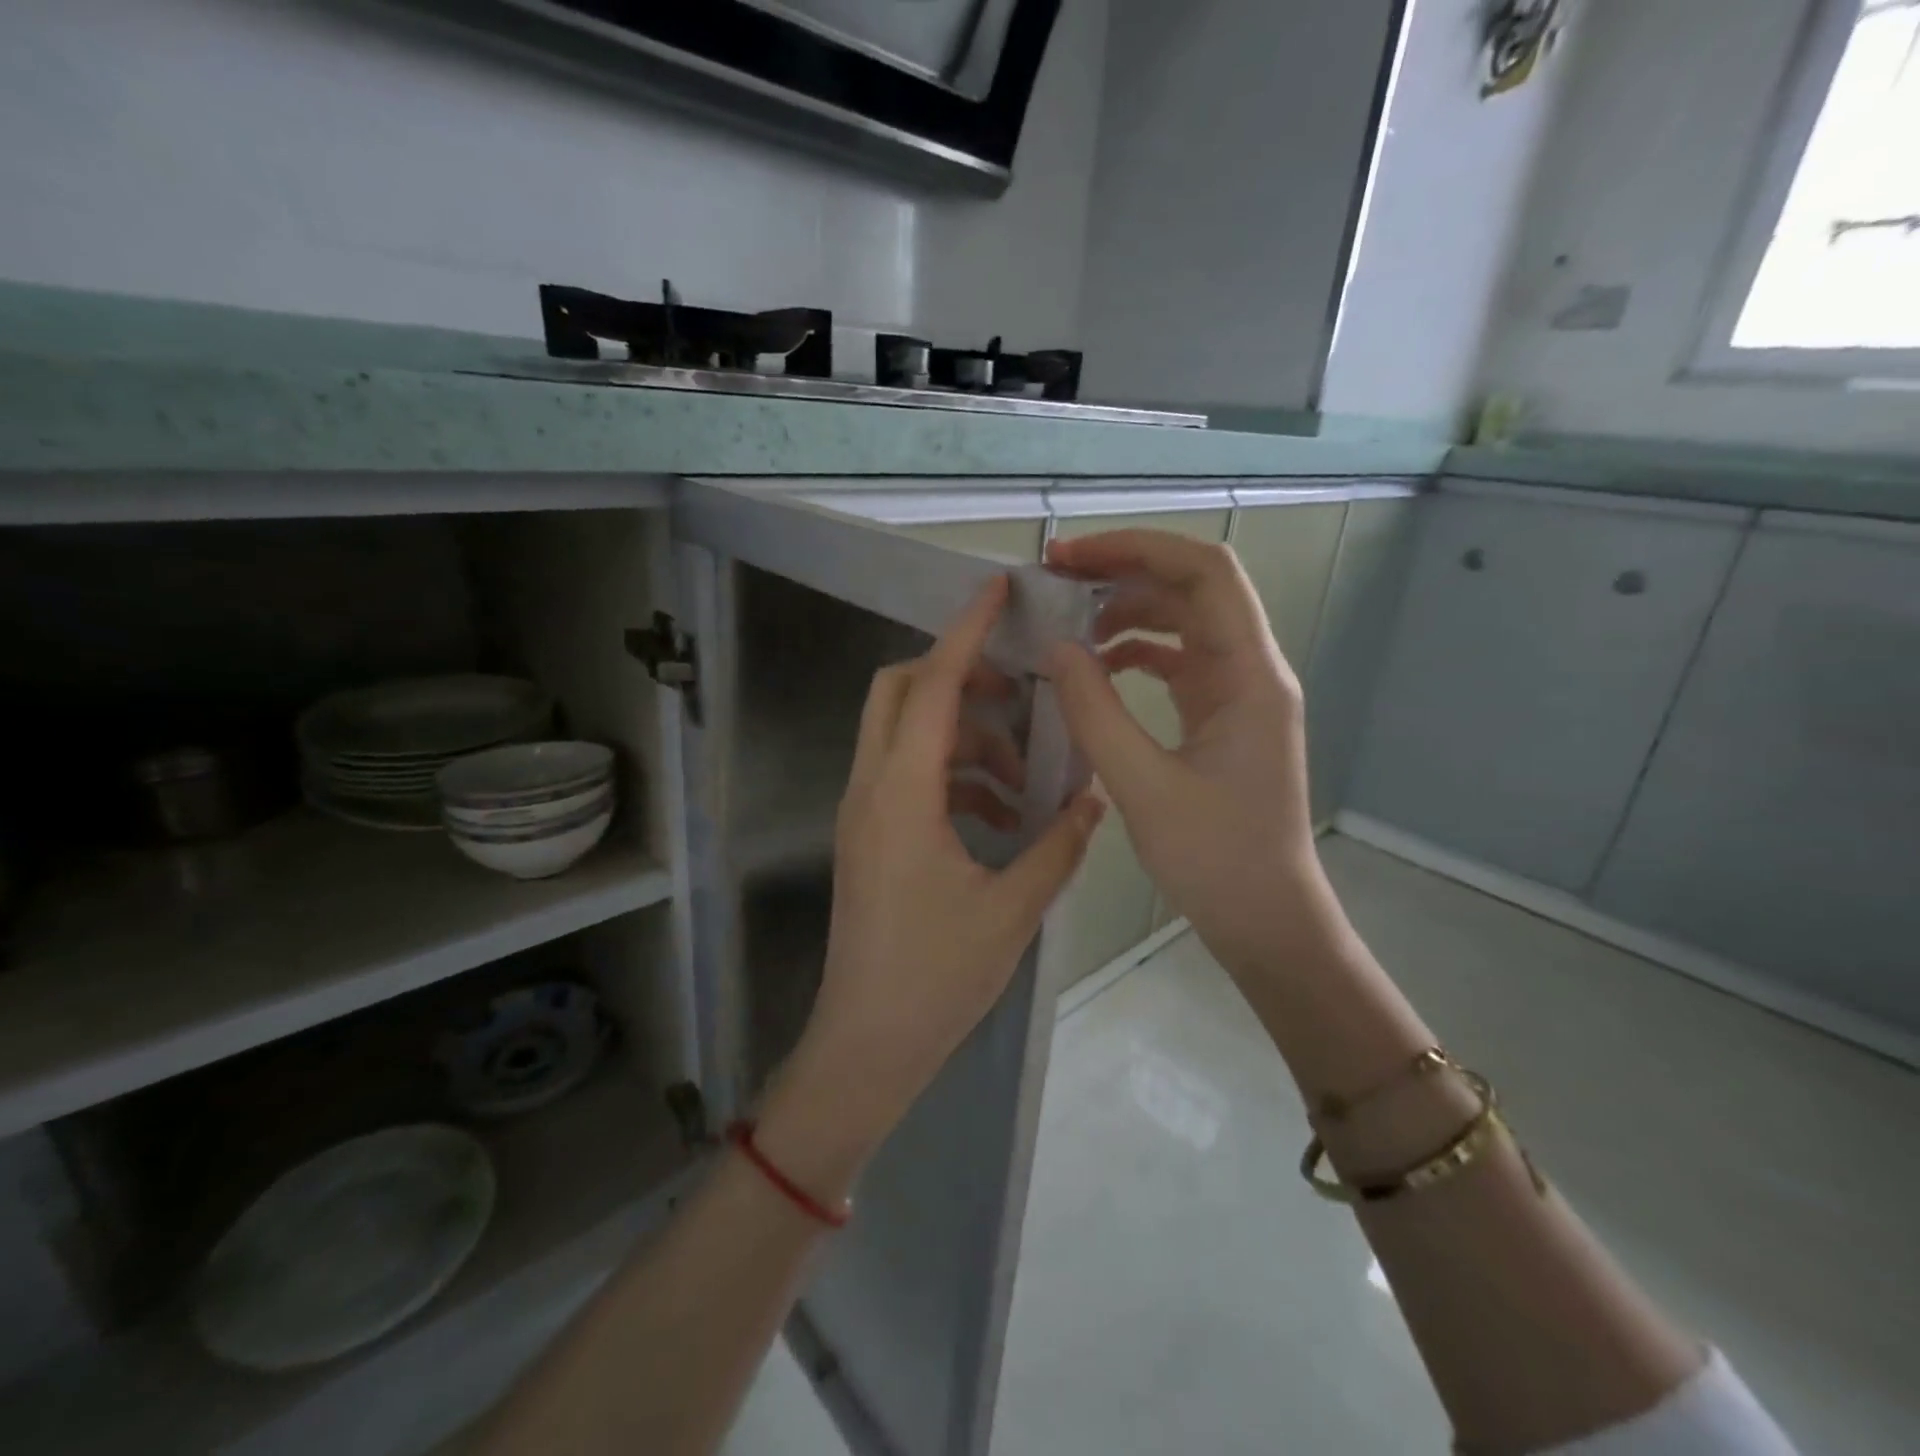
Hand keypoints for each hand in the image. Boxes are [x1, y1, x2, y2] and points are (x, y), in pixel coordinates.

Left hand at [761, 577, 1104, 1194]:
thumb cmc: (936, 977)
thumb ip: (1058, 845)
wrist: (866, 1043)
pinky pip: (905, 776)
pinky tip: (997, 813)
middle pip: (901, 692)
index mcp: (902, 794)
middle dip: (960, 676)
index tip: (995, 588)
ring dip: (963, 734)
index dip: (966, 631)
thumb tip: (1093, 797)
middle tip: (1021, 694)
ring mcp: (863, 812)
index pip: (935, 685)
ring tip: (1022, 773)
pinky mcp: (868, 837)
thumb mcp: (1011, 909)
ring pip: (904, 734)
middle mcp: (871, 788)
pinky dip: (951, 773)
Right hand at [1044, 530, 1338, 977]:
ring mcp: (1239, 694)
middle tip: (1055, 579)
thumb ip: (1094, 712)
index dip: (1136, 549)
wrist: (1267, 920)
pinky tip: (1098, 666)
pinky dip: (1136, 652)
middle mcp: (1252, 670)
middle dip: (1124, 572)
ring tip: (1069, 623)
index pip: (1204, 572)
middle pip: (1192, 588)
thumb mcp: (1143, 786)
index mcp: (1249, 675)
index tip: (1069, 558)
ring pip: (1184, 623)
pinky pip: (1179, 662)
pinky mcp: (1223, 718)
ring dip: (1128, 611)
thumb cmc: (1216, 860)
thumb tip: (1055, 648)